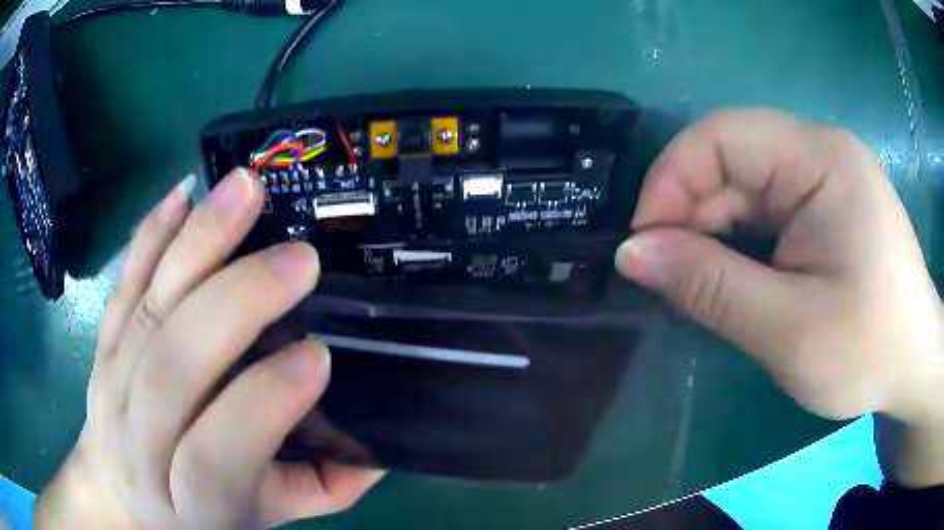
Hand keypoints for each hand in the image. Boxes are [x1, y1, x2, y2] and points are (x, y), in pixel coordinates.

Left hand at [35, 169, 382, 528]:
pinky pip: (122, 284)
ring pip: (146, 309)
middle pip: (172, 367)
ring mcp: (114, 382)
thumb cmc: (196, 516)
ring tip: (244, 189)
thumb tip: (379, 451)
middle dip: (236, 305)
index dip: (261, 405)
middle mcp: (141, 440)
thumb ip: (319, 491)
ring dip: (195, 243)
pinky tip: (183, 194)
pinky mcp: (103, 343)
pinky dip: (149, 234)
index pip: (217, 457)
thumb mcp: (263, 519)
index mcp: (193, 501)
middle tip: (298, 260)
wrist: (119, 498)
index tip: (318, 355)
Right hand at [614, 110, 943, 482]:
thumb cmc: (867, 350)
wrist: (912, 364)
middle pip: (731, 156)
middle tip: (668, 276)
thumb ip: (710, 287)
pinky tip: (735, 274)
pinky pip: (765, 204)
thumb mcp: (788, 330)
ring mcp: (824, 175)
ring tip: (700, 282)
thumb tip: (632, 254)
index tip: (645, 245)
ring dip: (713, 228)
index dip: (671, 181)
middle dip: (690, 211)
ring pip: (744, 182)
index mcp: (820, 159)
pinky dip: (739, 237)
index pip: (721, 136)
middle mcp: (820, 151)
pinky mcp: (826, 203)